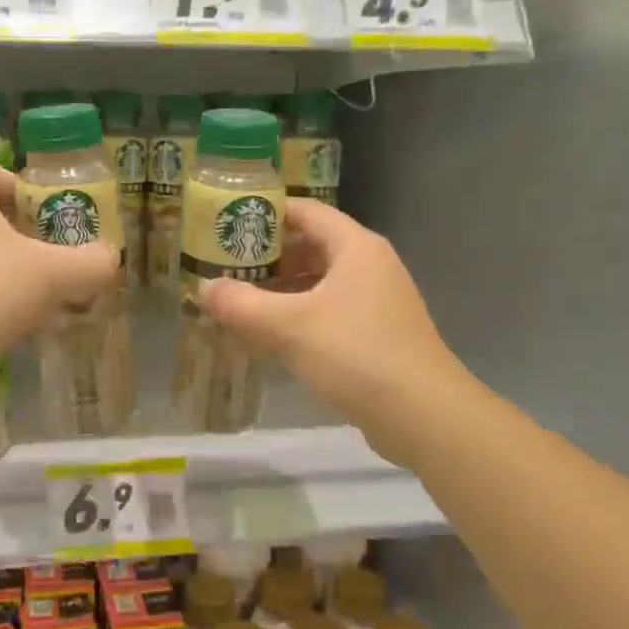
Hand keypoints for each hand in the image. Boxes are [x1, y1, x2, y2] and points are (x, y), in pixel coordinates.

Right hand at [197, 199, 473, 446]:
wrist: (425, 418)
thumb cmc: (357, 355)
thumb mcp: (289, 326)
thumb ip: (241, 304)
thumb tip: (203, 288)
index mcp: (355, 247)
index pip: (304, 211)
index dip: (264, 213)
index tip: (226, 224)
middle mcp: (369, 265)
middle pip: (309, 245)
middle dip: (266, 256)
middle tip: (224, 266)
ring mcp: (376, 301)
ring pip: (318, 281)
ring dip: (279, 289)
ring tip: (238, 300)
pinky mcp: (377, 333)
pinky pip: (328, 310)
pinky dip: (297, 314)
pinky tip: (270, 334)